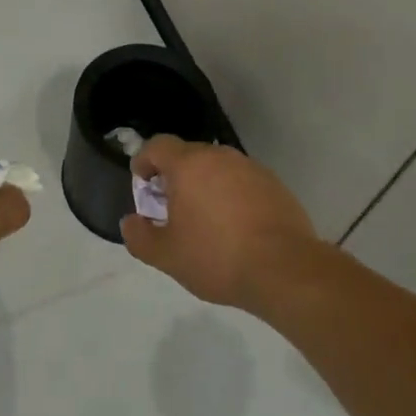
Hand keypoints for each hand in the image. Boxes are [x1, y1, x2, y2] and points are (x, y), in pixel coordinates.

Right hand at [120, 136, 320, 310]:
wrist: (284, 269)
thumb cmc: (217, 257)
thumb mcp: (167, 256)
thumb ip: (140, 237)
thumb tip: (130, 222)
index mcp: (189, 165)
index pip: (158, 145)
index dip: (145, 160)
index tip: (142, 183)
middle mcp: (219, 156)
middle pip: (188, 155)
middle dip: (175, 176)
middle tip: (171, 207)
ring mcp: (250, 167)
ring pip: (217, 168)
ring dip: (205, 185)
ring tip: (205, 219)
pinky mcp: (274, 184)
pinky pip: (242, 181)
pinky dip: (232, 195)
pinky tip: (236, 227)